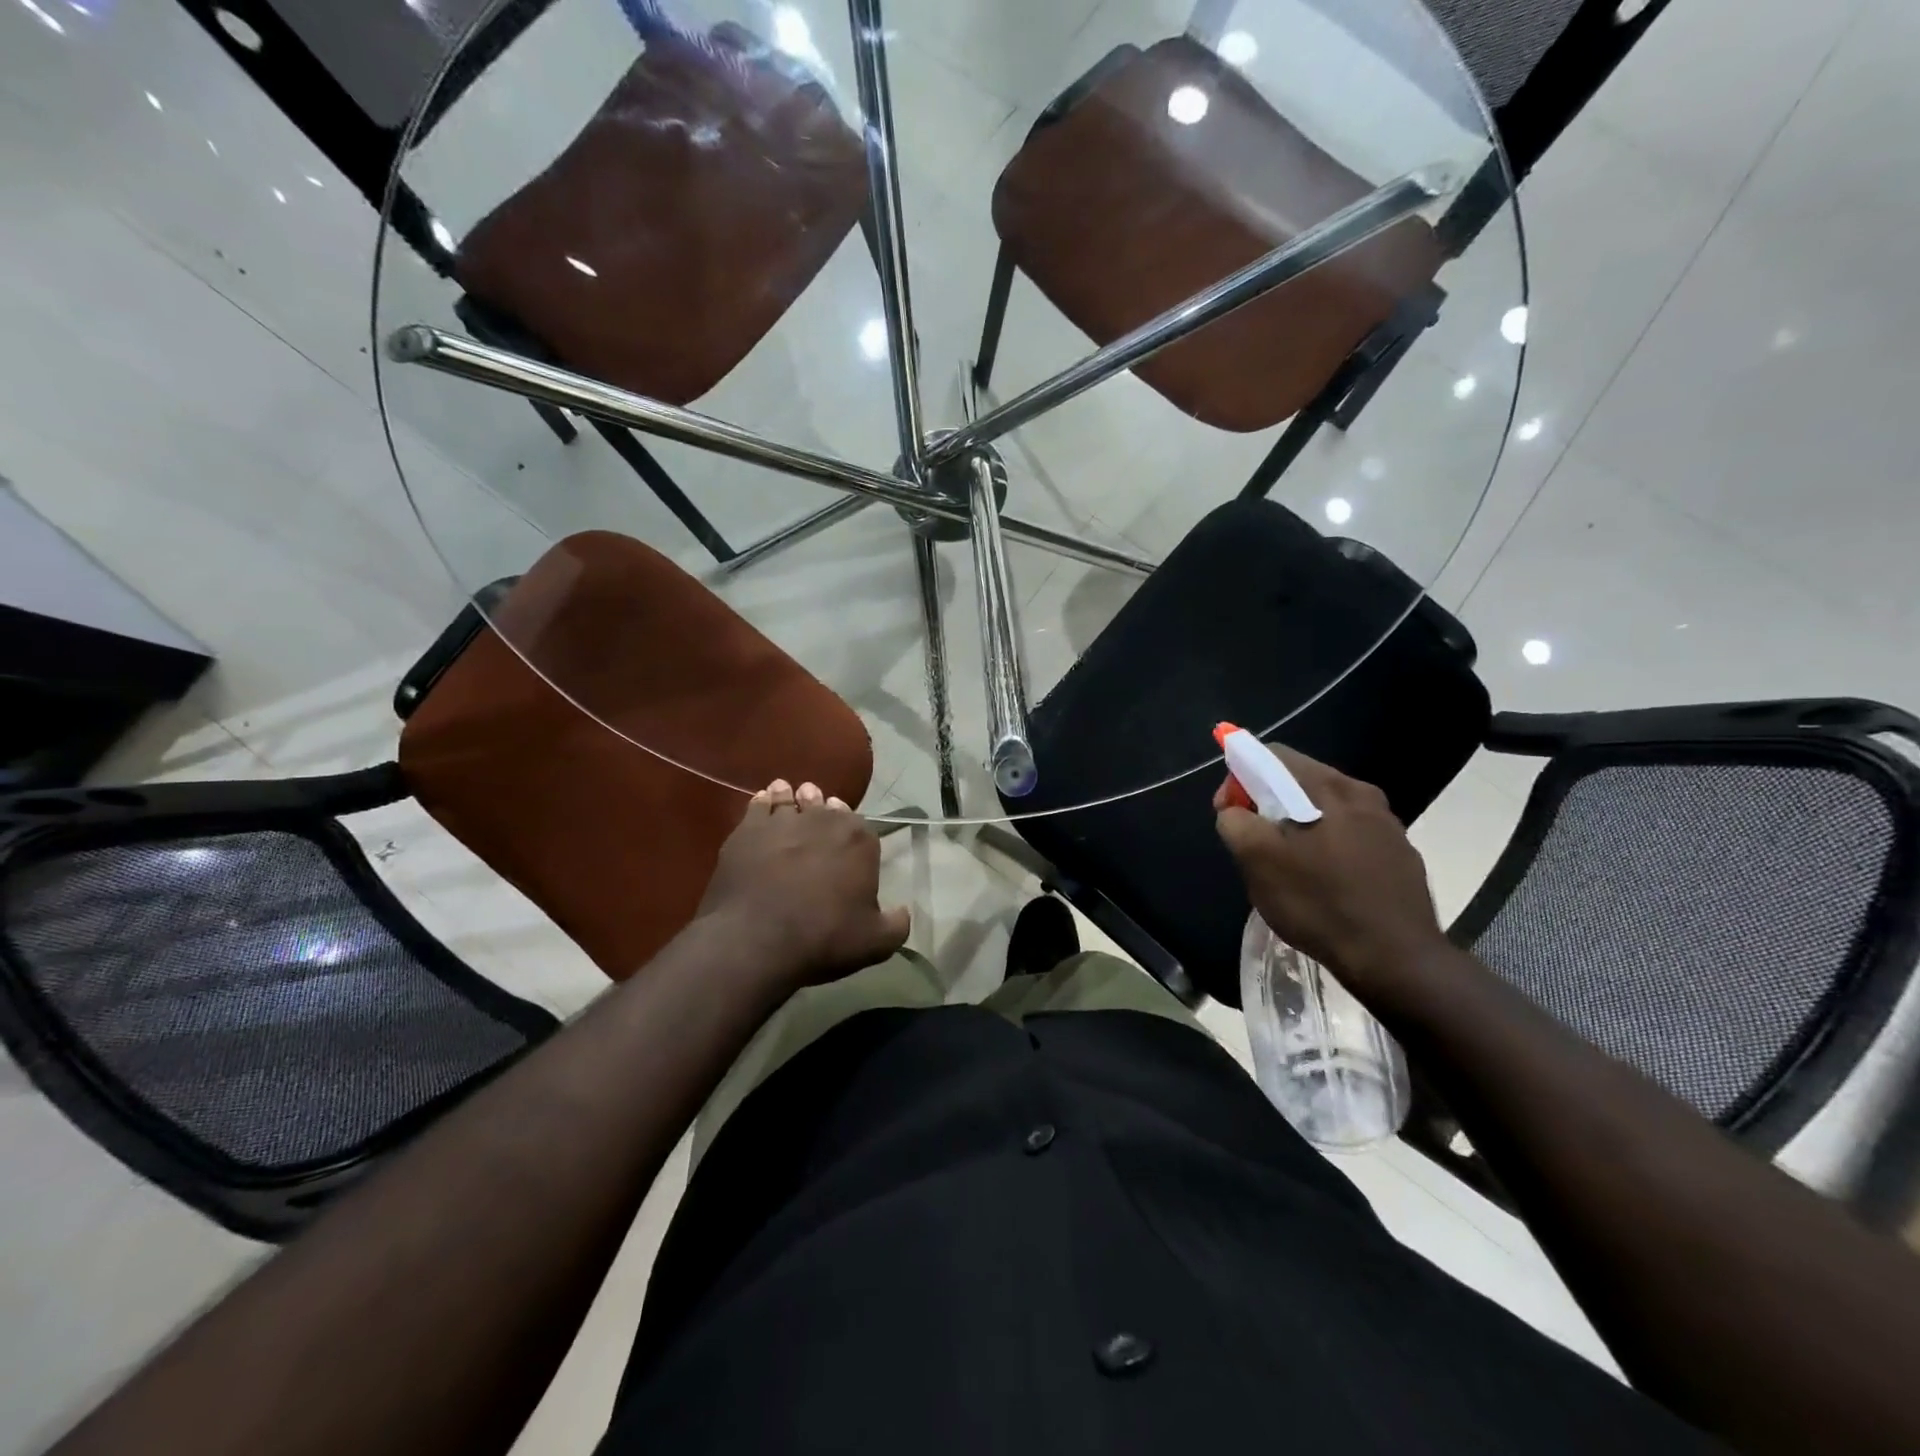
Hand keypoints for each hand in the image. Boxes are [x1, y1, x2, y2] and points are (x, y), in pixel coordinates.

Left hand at [697, 780, 911, 987]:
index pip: (863, 827)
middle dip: (824, 809)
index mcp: (860, 840)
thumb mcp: (875, 943)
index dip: (855, 835)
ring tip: (789, 796)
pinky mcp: (749, 828)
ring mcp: (784, 820)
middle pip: (827, 806)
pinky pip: (759, 805)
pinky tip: (763, 802)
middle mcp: (824, 820)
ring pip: (792, 798)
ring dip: (793, 798)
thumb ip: (896, 924)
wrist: (757, 940)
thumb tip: (902, 911)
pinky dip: (764, 802)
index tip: (848, 842)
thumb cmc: (823, 938)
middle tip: (819, 814)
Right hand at [1213, 746, 1447, 989]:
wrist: (1396, 959)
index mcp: (1327, 786)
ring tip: (1287, 867)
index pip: (1271, 755)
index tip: (1230, 815)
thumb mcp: (1258, 862)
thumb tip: (1235, 812)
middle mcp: (1362, 793)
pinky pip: (1350, 835)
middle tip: (1254, 844)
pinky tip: (1323, 883)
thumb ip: (1235, 823)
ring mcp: (1387, 824)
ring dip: (1298, 827)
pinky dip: (1327, 846)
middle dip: (1267, 804)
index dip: (1239, 778)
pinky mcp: (1400, 854)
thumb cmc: (1319, 903)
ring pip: (1325, 809)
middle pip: (1298, 780)